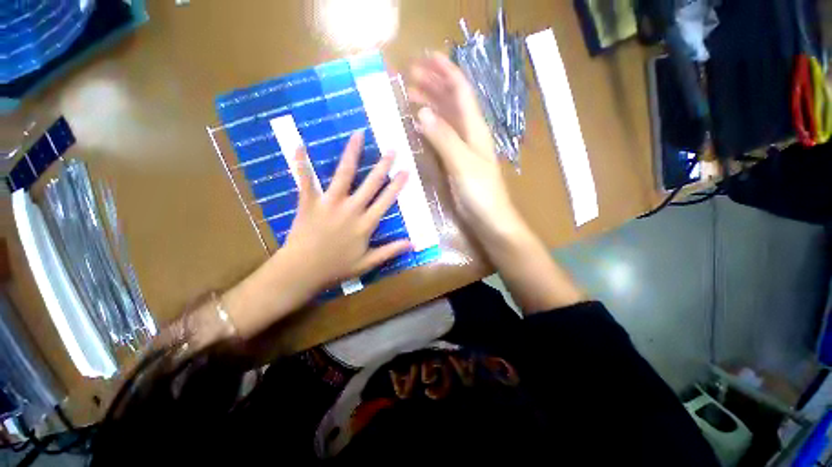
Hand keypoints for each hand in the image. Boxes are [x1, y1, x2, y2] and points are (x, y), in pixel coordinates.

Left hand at [222, 131, 410, 337]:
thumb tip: (413, 244)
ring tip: (358, 135)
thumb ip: (390, 251)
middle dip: (383, 165)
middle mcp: (351, 209)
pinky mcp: (309, 202)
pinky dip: (301, 162)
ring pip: (343, 174)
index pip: (386, 200)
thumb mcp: (368, 263)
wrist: (303, 272)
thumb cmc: (336, 268)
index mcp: (366, 224)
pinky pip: (305, 180)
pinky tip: (299, 145)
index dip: (397, 185)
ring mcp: (329, 203)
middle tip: (391, 149)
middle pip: (370, 183)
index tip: (406, 170)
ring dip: (352, 154)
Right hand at [408, 52, 522, 237]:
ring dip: (430, 104)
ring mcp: (462, 148)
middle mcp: (469, 134)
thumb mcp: (463, 163)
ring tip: (411, 95)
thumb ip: (444, 138)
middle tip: (410, 76)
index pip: (460, 91)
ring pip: (446, 118)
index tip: (426, 58)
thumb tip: (422, 112)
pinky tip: (420, 125)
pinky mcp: (455, 162)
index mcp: (475, 129)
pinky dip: (430, 127)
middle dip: (433, 85)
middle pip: (452, 101)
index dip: (445, 72)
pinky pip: (441, 138)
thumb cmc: (481, 192)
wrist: (489, 219)